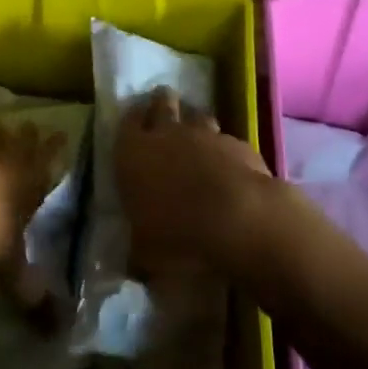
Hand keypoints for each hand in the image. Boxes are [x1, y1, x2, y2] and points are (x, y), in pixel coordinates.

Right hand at [114, 87, 272, 274]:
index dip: (132, 119)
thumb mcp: (145, 253)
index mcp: (134, 153)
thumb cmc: (177, 234)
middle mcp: (168, 134)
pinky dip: (225, 151)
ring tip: (196, 139)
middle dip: (162, 104)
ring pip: (198, 117)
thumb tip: (134, 264)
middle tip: (163, 107)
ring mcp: (207, 135)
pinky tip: (229, 168)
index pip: (127, 121)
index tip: (135, 120)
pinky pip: (227, 141)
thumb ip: (138, 250)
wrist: (239, 220)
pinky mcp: (240, 144)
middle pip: (163, 104)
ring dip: (195, 125)